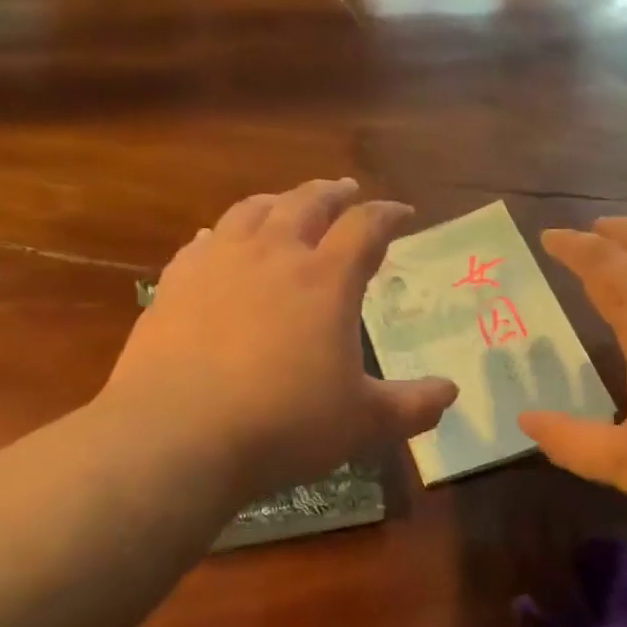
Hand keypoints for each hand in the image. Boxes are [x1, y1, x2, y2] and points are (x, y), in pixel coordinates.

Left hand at [101, 180, 457, 499]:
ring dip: (278, 201)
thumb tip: (451, 393)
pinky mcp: (176, 283)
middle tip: (346, 190)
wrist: (177, 436)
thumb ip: (412, 406)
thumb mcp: (362, 423)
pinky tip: (219, 241)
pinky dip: (223, 234)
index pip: (366, 227)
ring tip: (287, 203)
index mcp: (325, 280)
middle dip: (333, 193)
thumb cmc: (283, 426)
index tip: (403, 213)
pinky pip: (204, 242)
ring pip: (252, 211)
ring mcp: (219, 264)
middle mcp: (273, 256)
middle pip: (307, 203)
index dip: (388, 214)